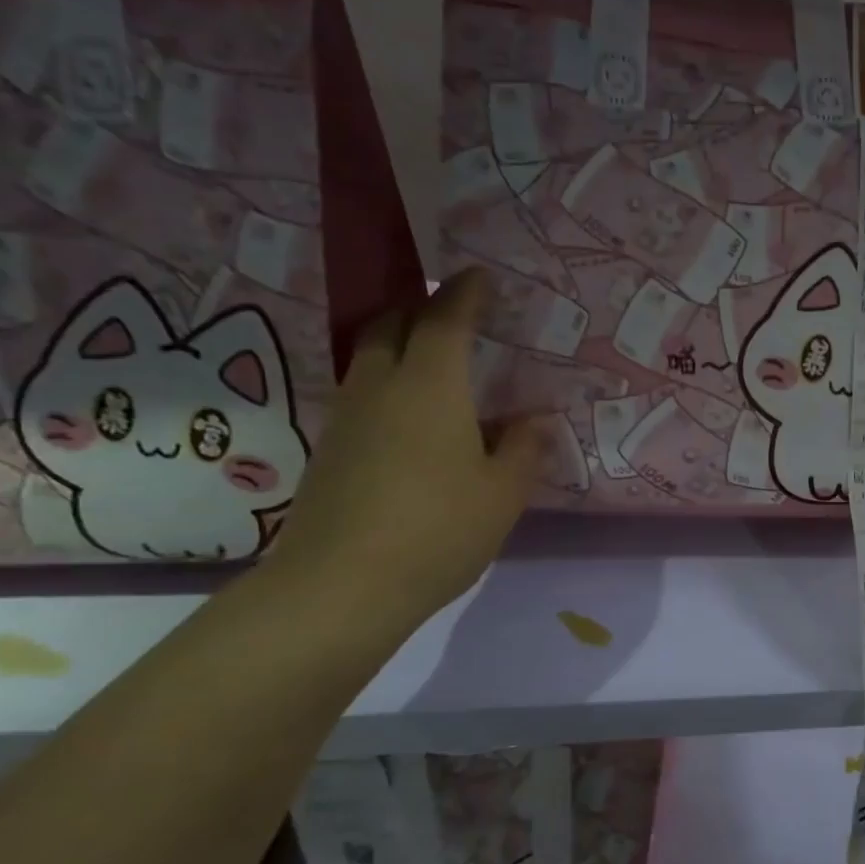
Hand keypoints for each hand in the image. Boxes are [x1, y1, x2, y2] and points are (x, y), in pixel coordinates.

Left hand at [264, 270, 544, 636]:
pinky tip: (414, 418)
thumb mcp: (502, 494)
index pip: (446, 320)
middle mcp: (381, 387)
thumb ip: (523, 449)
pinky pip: (364, 392)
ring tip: (437, 362)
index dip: (465, 293)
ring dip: (401, 344)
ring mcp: (348, 417)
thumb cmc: (438, 530)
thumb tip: (533, 421)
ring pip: (371, 357)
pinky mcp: (331, 449)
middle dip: (421, 307)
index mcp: (430, 386)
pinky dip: (390, 383)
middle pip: (392, 324)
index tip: (481, 276)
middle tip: (454, 314)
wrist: (341, 587)